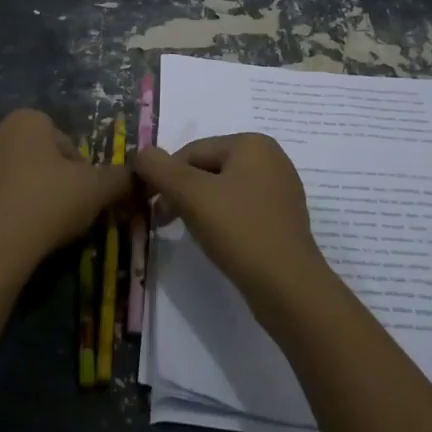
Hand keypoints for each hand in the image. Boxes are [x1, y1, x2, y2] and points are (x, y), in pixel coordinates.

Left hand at [0, 109, 130, 275]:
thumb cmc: (48, 202)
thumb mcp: (97, 188)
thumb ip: (121, 178)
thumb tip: (140, 177)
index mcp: (27, 119)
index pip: (68, 142)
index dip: (83, 170)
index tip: (85, 194)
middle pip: (45, 156)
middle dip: (60, 180)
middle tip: (70, 209)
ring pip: (24, 175)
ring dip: (40, 194)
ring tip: (50, 224)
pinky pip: (5, 194)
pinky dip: (18, 208)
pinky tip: (27, 231)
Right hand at [133, 134, 329, 306]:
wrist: (289, 288)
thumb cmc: (240, 231)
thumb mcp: (191, 195)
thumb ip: (160, 169)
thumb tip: (142, 153)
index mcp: (252, 144)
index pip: (192, 151)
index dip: (165, 177)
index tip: (150, 207)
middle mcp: (270, 159)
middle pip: (208, 169)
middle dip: (182, 192)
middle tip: (163, 222)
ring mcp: (280, 190)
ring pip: (223, 190)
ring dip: (199, 207)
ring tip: (190, 233)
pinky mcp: (282, 219)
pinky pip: (241, 209)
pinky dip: (222, 220)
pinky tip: (218, 241)